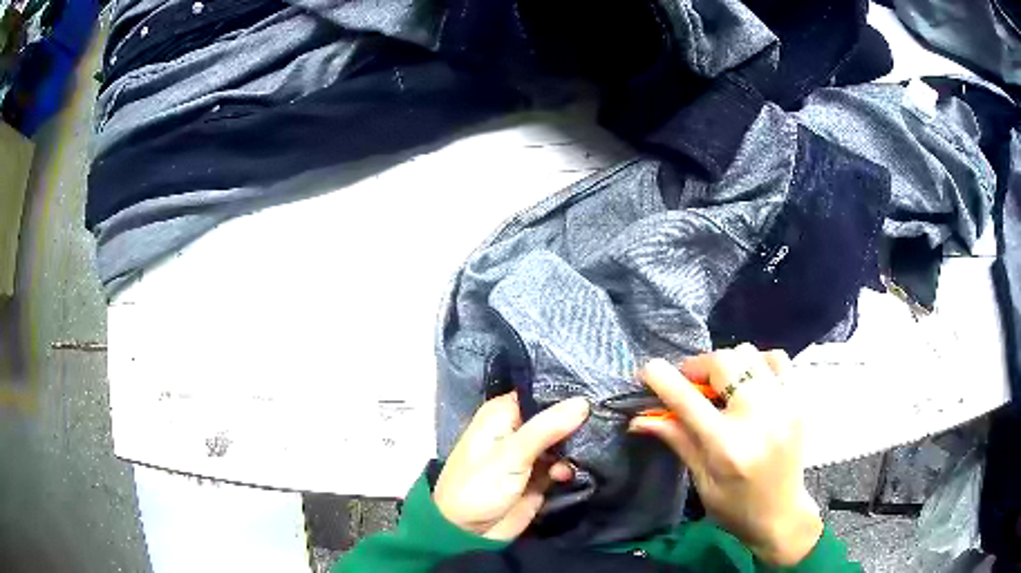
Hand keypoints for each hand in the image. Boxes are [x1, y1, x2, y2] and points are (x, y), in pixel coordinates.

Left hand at [433, 392, 589, 539]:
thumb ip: (546, 428)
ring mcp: (530, 454)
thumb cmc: (479, 487)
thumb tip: (583, 402)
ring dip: (576, 447)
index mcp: (502, 414)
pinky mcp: (540, 476)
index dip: (566, 391)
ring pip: (563, 440)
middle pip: (555, 416)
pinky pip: (563, 463)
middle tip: (604, 420)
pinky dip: (569, 467)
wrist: (469, 534)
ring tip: (586, 453)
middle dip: (577, 420)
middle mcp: (517, 428)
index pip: (540, 392)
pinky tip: (568, 474)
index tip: (596, 390)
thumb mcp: (510, 455)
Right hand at [630, 344, 822, 566]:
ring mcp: (784, 403)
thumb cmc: (734, 505)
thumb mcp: (701, 479)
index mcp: (727, 446)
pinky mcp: (799, 399)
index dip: (662, 379)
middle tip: (692, 385)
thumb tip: (639, 418)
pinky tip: (752, 383)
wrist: (782, 513)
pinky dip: (758, 362)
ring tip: (724, 386)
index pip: (688, 400)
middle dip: (698, 368)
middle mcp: (758, 417)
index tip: (648, 370)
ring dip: (728, 365)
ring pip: (749, 353)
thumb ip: (677, 439)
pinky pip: (776, 358)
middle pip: (723, 362)